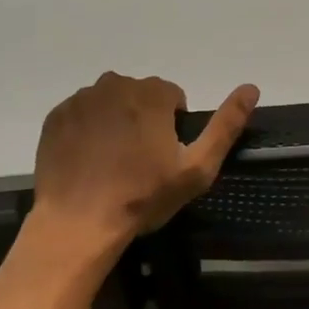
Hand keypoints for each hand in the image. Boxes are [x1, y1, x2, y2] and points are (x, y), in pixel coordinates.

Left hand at [29, 72, 259, 255]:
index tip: (164, 156)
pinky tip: (89, 161)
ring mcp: (81, 99)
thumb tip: (252, 87)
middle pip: (140, 95)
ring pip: (110, 102)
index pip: (172, 96)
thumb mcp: (197, 168)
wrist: (77, 224)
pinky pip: (81, 114)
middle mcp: (115, 84)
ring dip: (115, 121)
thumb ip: (226, 125)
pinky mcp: (56, 117)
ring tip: (112, 162)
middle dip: (143, 119)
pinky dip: (88, 130)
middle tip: (139, 162)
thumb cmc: (142, 197)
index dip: (173, 126)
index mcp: (151, 93)